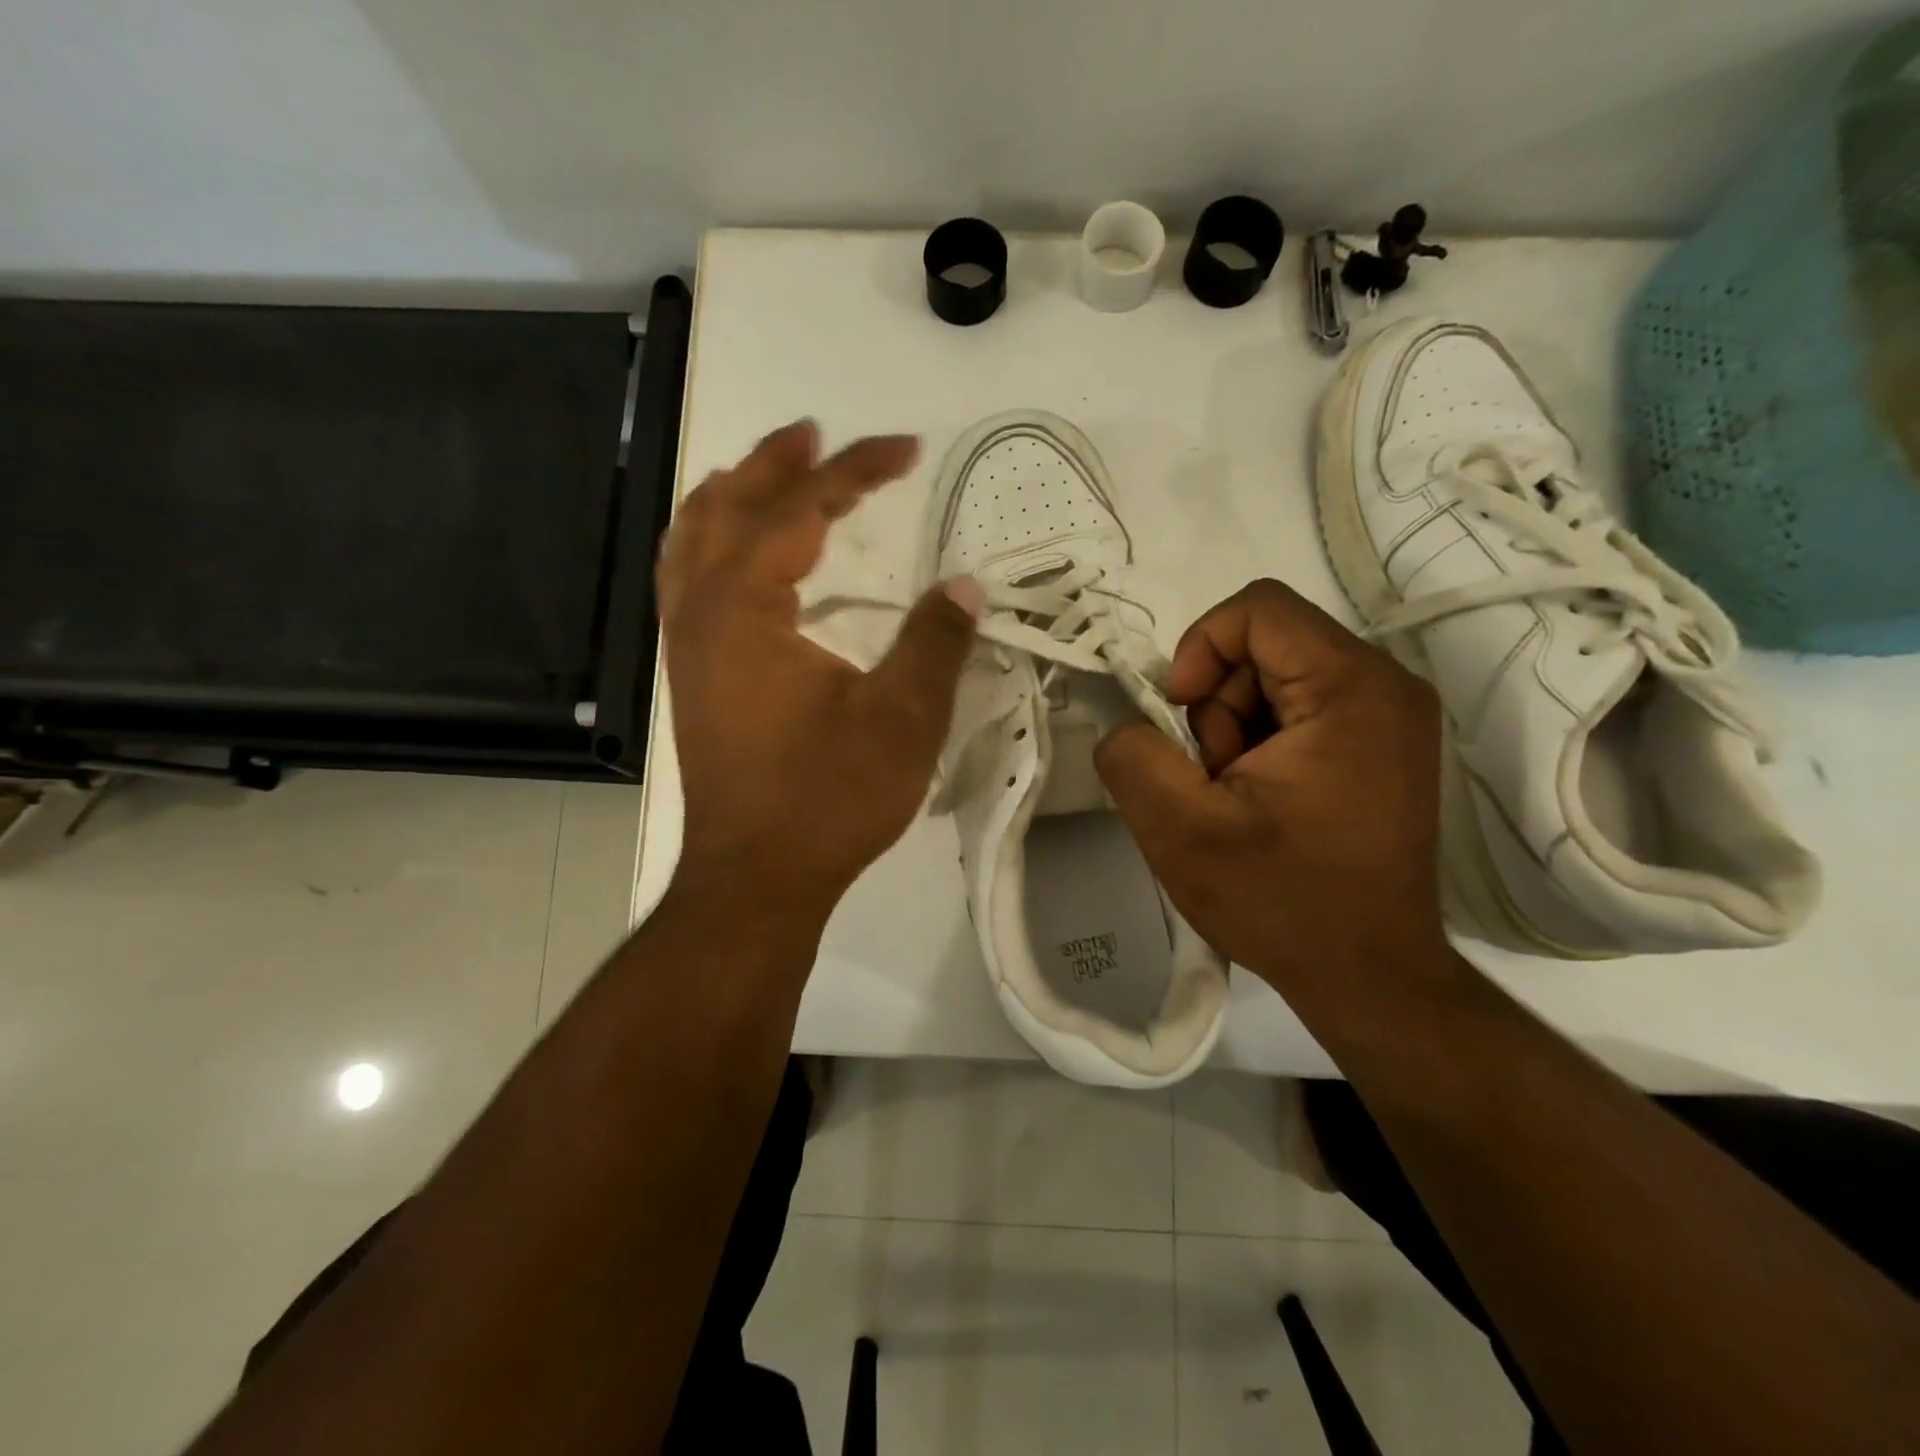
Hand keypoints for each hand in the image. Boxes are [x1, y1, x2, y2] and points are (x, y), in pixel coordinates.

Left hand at [659, 421, 982, 921]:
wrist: (757, 878)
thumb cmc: (828, 799)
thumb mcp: (901, 720)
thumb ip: (935, 643)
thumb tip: (965, 586)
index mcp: (746, 609)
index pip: (799, 512)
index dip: (854, 471)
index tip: (905, 447)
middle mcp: (701, 614)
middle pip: (727, 508)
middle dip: (776, 463)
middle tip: (818, 434)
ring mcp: (687, 647)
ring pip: (691, 542)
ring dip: (730, 497)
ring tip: (767, 471)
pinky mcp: (692, 678)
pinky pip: (686, 582)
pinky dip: (709, 544)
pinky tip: (734, 556)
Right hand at [1093, 579, 1452, 1004]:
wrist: (1369, 976)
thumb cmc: (1282, 901)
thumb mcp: (1179, 830)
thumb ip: (1133, 756)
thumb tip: (1130, 725)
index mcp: (1351, 689)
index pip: (1258, 609)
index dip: (1200, 648)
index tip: (1181, 717)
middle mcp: (1386, 687)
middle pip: (1266, 644)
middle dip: (1217, 704)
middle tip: (1214, 777)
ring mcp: (1392, 716)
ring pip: (1276, 677)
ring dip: (1235, 728)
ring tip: (1237, 797)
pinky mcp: (1383, 745)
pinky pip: (1300, 707)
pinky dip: (1262, 743)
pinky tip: (1261, 801)